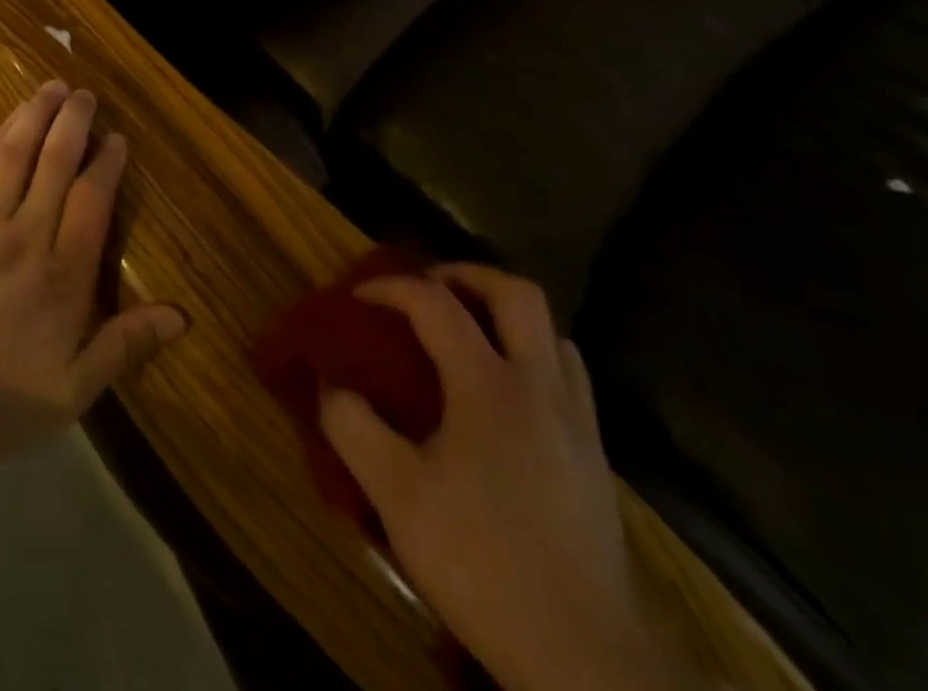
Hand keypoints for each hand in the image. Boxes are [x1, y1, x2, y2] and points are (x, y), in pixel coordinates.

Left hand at [0, 80, 186, 465]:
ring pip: (15, 155)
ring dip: (35, 116)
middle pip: (56, 163)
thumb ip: (124, 346)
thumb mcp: (71, 391)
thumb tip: (180, 316)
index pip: (93, 200)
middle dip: (74, 123)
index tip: (118, 138)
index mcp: (63, 275)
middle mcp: (26, 236)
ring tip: (51, 88)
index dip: (108, 163)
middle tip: (85, 94)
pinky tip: (9, 125)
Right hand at [320, 264, 687, 690]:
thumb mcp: (396, 496)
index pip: (435, 303)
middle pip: (516, 293)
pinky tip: (506, 393)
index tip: (357, 297)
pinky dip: (533, 356)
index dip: (390, 287)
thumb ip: (352, 426)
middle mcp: (541, 387)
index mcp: (489, 386)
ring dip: (506, 314)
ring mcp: (578, 422)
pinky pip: (568, 375)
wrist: (586, 660)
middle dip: (466, 275)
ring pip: (552, 331)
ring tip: (468, 333)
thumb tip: (331, 383)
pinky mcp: (596, 458)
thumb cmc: (483, 564)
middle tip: (428, 288)